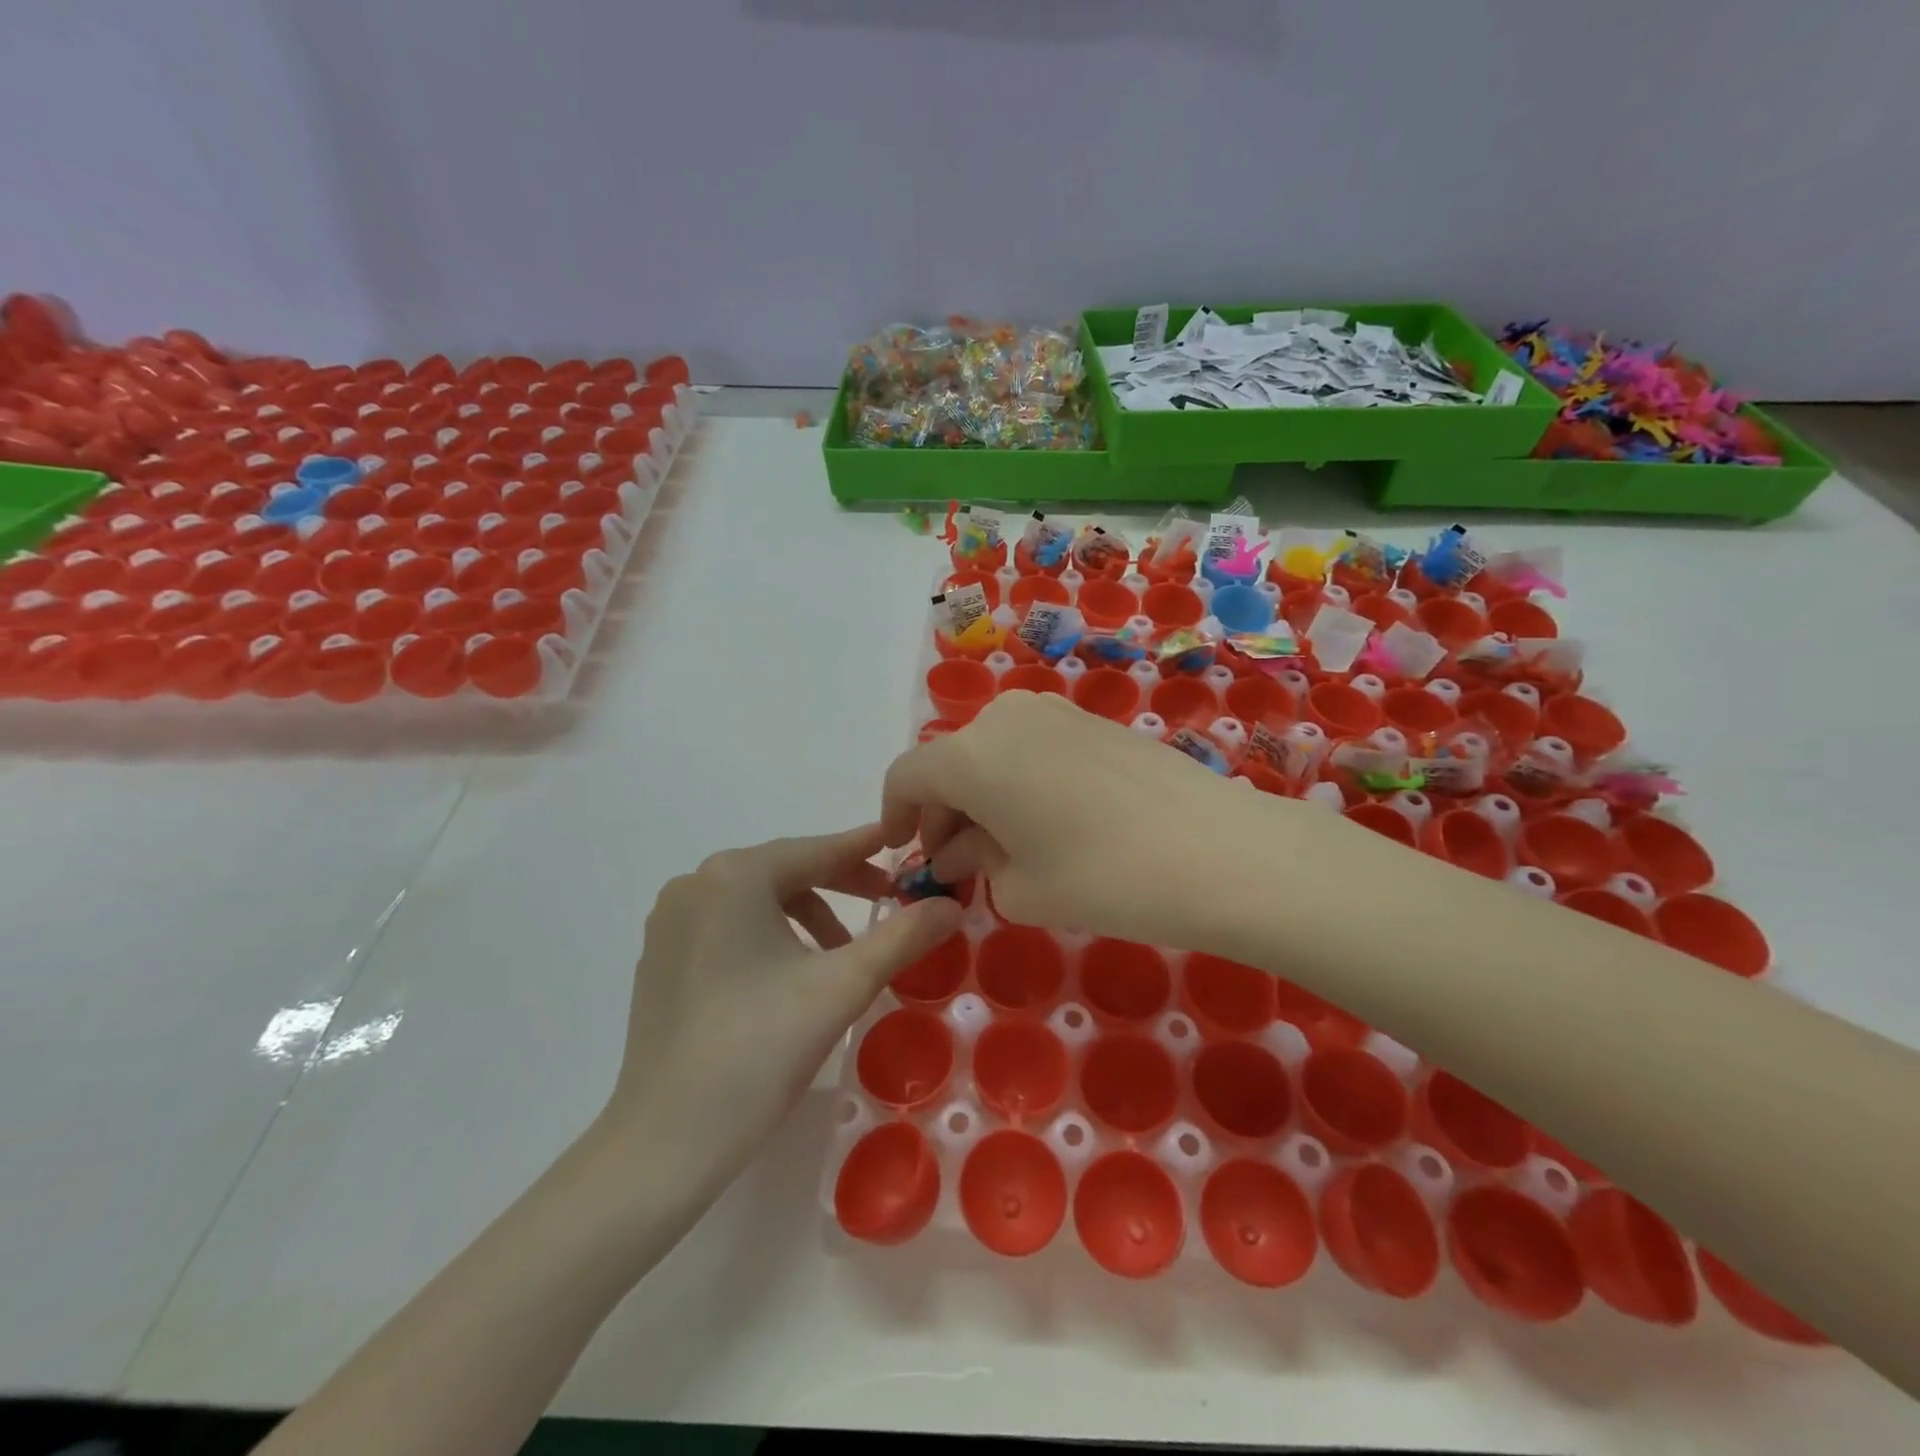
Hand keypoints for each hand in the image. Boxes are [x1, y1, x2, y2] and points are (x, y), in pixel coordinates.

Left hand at [606, 824, 963, 1191]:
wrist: (665, 1143)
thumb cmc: (759, 1050)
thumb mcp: (843, 986)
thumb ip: (903, 937)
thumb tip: (950, 905)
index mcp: (734, 877)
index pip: (816, 851)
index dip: (866, 850)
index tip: (904, 844)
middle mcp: (695, 884)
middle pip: (786, 872)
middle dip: (841, 886)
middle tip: (888, 903)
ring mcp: (670, 922)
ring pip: (757, 900)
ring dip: (807, 915)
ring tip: (840, 956)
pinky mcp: (660, 958)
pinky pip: (729, 925)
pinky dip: (770, 935)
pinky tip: (791, 976)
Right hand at [881, 690, 1274, 944]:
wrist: (1215, 849)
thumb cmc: (1101, 876)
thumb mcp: (1020, 886)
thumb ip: (973, 861)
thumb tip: (956, 849)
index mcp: (970, 754)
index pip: (907, 776)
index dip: (895, 815)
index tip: (905, 852)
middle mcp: (1003, 717)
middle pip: (950, 762)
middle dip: (943, 812)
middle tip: (958, 862)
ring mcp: (1052, 711)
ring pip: (992, 752)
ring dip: (982, 796)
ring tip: (1005, 847)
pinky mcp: (1091, 719)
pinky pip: (1031, 746)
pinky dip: (1019, 780)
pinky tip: (1047, 822)